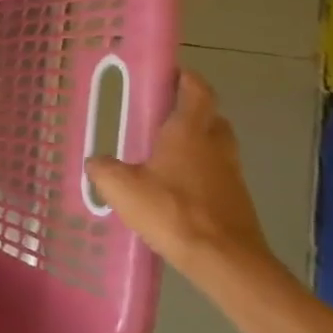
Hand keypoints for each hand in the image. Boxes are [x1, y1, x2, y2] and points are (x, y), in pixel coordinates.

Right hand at [84, 70, 277, 282]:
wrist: (224, 260)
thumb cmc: (171, 211)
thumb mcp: (120, 187)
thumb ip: (104, 168)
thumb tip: (97, 161)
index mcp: (189, 132)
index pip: (196, 91)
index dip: (186, 78)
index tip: (170, 72)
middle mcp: (215, 146)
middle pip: (211, 117)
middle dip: (192, 111)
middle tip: (164, 115)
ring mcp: (231, 174)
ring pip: (216, 146)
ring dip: (197, 143)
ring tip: (164, 153)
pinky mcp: (236, 200)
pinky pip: (216, 173)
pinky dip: (199, 171)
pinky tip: (175, 187)